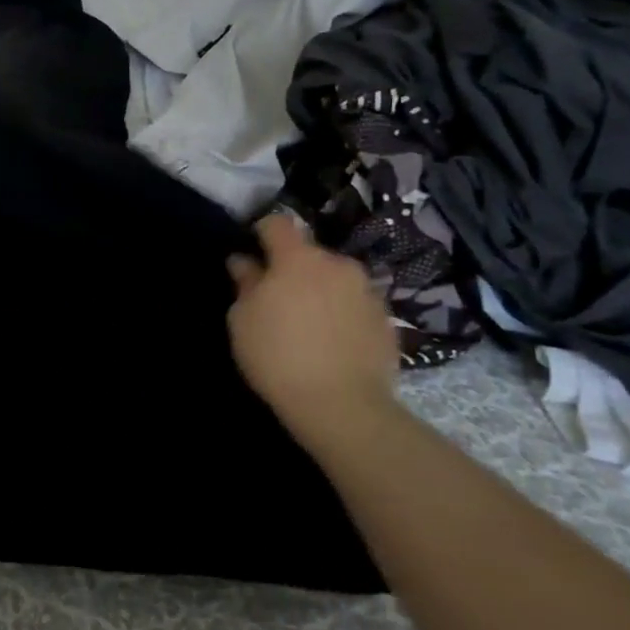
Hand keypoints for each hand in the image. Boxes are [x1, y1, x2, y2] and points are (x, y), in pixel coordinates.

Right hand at [227, 215, 398, 443]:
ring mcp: (367, 291)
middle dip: (292, 268)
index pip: (277, 224)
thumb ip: (245, 283)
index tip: (252, 253)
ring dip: (320, 290)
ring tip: (308, 324)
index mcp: (298, 258)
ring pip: (335, 279)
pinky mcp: (386, 320)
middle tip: (277, 299)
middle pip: (309, 254)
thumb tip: (244, 262)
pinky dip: (342, 314)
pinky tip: (331, 343)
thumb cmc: (278, 356)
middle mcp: (338, 265)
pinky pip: (355, 305)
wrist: (342, 406)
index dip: (261, 233)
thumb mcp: (242, 320)